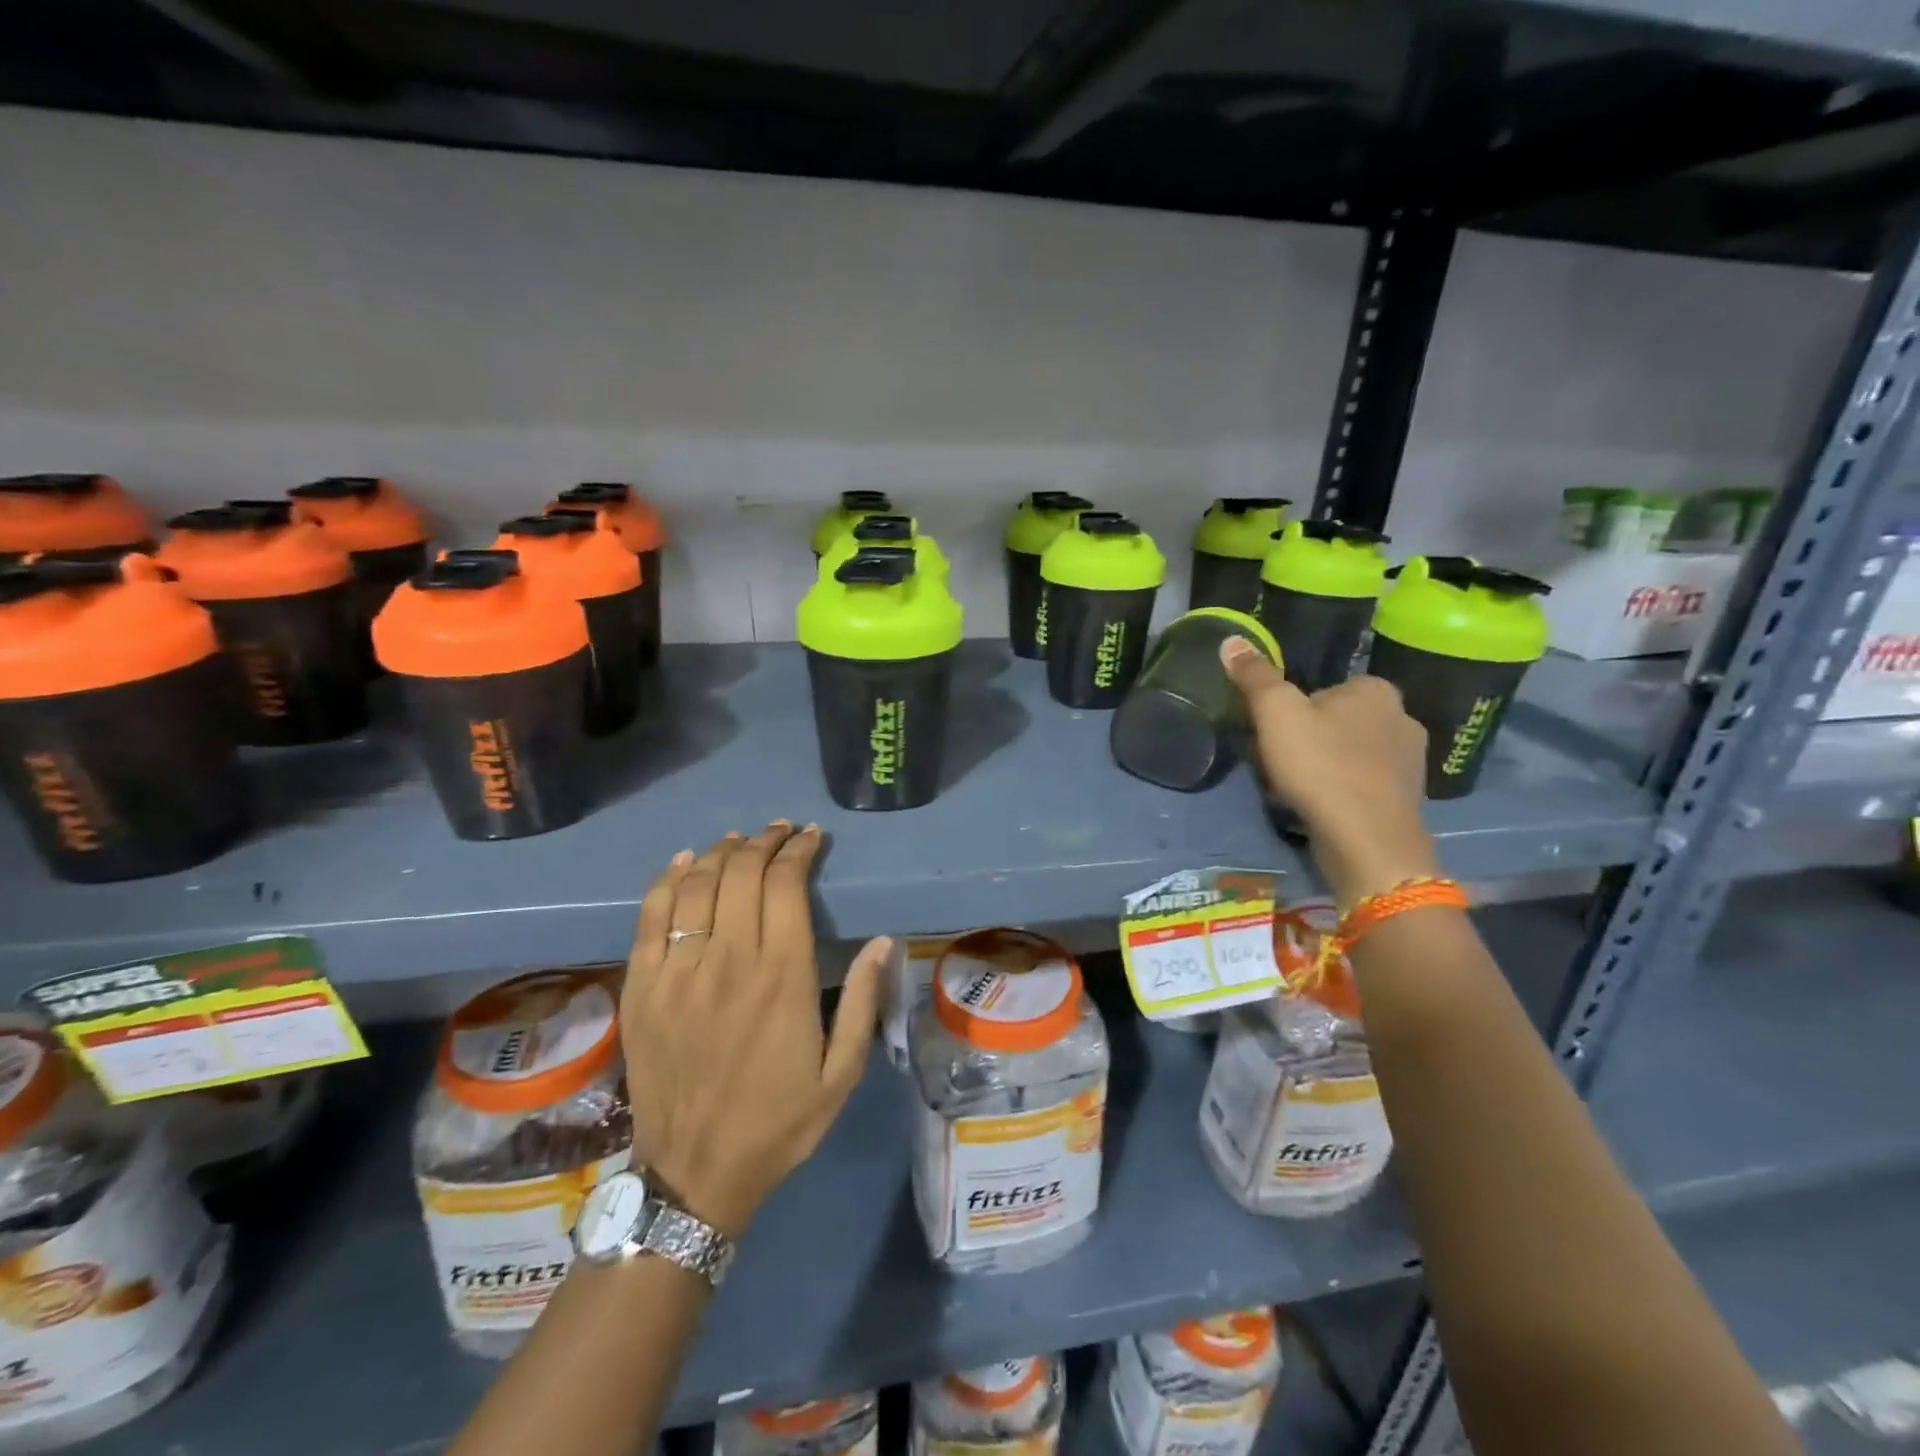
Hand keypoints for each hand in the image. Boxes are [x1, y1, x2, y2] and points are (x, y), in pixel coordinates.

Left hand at [621, 822, 889, 1238]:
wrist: (695, 1174)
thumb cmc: (779, 1122)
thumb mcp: (841, 1073)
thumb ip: (863, 1002)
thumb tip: (883, 941)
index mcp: (782, 976)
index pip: (786, 885)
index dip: (799, 851)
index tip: (811, 837)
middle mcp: (729, 961)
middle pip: (741, 873)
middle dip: (764, 842)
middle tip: (779, 832)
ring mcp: (678, 972)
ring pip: (697, 885)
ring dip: (721, 853)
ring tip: (739, 842)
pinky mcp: (642, 988)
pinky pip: (651, 918)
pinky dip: (668, 881)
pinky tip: (684, 863)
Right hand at [1221, 637, 1438, 907]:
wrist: (1367, 841)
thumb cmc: (1321, 767)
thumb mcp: (1276, 713)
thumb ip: (1255, 676)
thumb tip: (1231, 640)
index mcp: (1376, 689)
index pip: (1321, 690)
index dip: (1291, 712)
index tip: (1273, 737)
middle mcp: (1403, 717)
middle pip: (1335, 721)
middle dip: (1309, 739)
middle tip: (1280, 764)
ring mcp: (1411, 761)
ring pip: (1350, 753)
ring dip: (1324, 766)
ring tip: (1297, 789)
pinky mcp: (1409, 798)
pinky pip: (1363, 784)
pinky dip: (1342, 791)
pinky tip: (1322, 807)